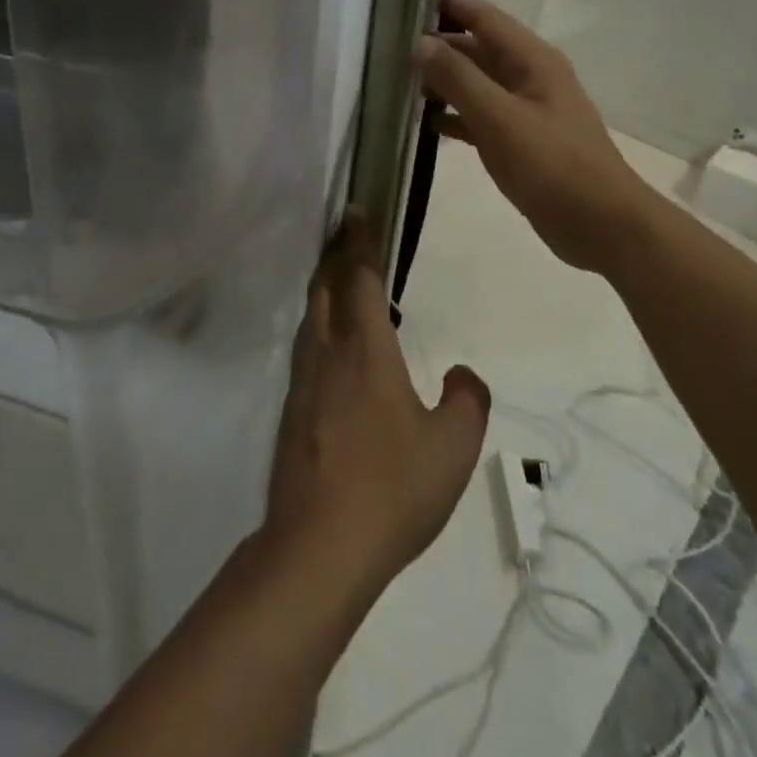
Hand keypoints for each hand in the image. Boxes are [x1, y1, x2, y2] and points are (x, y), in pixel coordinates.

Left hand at [264, 214, 489, 603]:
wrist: (318, 544)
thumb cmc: (392, 489)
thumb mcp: (452, 449)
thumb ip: (466, 402)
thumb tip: (463, 374)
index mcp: (365, 349)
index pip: (361, 278)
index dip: (361, 242)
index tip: (359, 211)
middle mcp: (327, 352)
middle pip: (325, 287)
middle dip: (335, 254)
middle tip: (346, 232)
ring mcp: (302, 381)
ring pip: (310, 316)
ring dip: (323, 287)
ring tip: (337, 278)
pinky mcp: (290, 409)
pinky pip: (305, 348)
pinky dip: (317, 325)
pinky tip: (330, 346)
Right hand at [414, 0, 657, 275]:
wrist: (601, 225)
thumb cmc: (553, 164)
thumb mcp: (500, 118)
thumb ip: (458, 79)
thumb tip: (419, 42)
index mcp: (531, 60)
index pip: (483, 16)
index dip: (447, 1)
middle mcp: (527, 76)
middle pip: (475, 49)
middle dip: (436, 44)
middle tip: (386, 44)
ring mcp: (523, 109)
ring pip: (474, 83)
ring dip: (440, 81)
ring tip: (394, 81)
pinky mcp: (518, 140)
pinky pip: (477, 115)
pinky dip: (452, 115)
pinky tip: (422, 122)